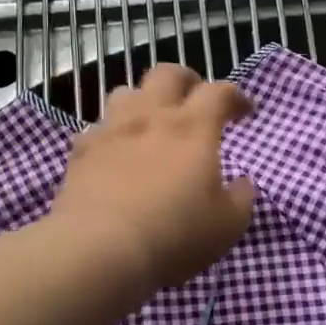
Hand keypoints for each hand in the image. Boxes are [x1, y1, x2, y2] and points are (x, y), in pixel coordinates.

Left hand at [47, 64, 257, 292]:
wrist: (100, 249)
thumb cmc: (175, 235)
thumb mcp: (227, 226)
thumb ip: (240, 198)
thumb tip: (242, 183)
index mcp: (193, 128)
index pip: (219, 92)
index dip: (235, 96)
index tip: (244, 112)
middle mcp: (151, 117)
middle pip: (167, 74)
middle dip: (186, 80)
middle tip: (195, 99)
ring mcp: (112, 131)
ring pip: (126, 92)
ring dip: (144, 101)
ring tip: (151, 122)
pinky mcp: (81, 152)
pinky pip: (97, 129)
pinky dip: (112, 134)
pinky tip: (116, 153)